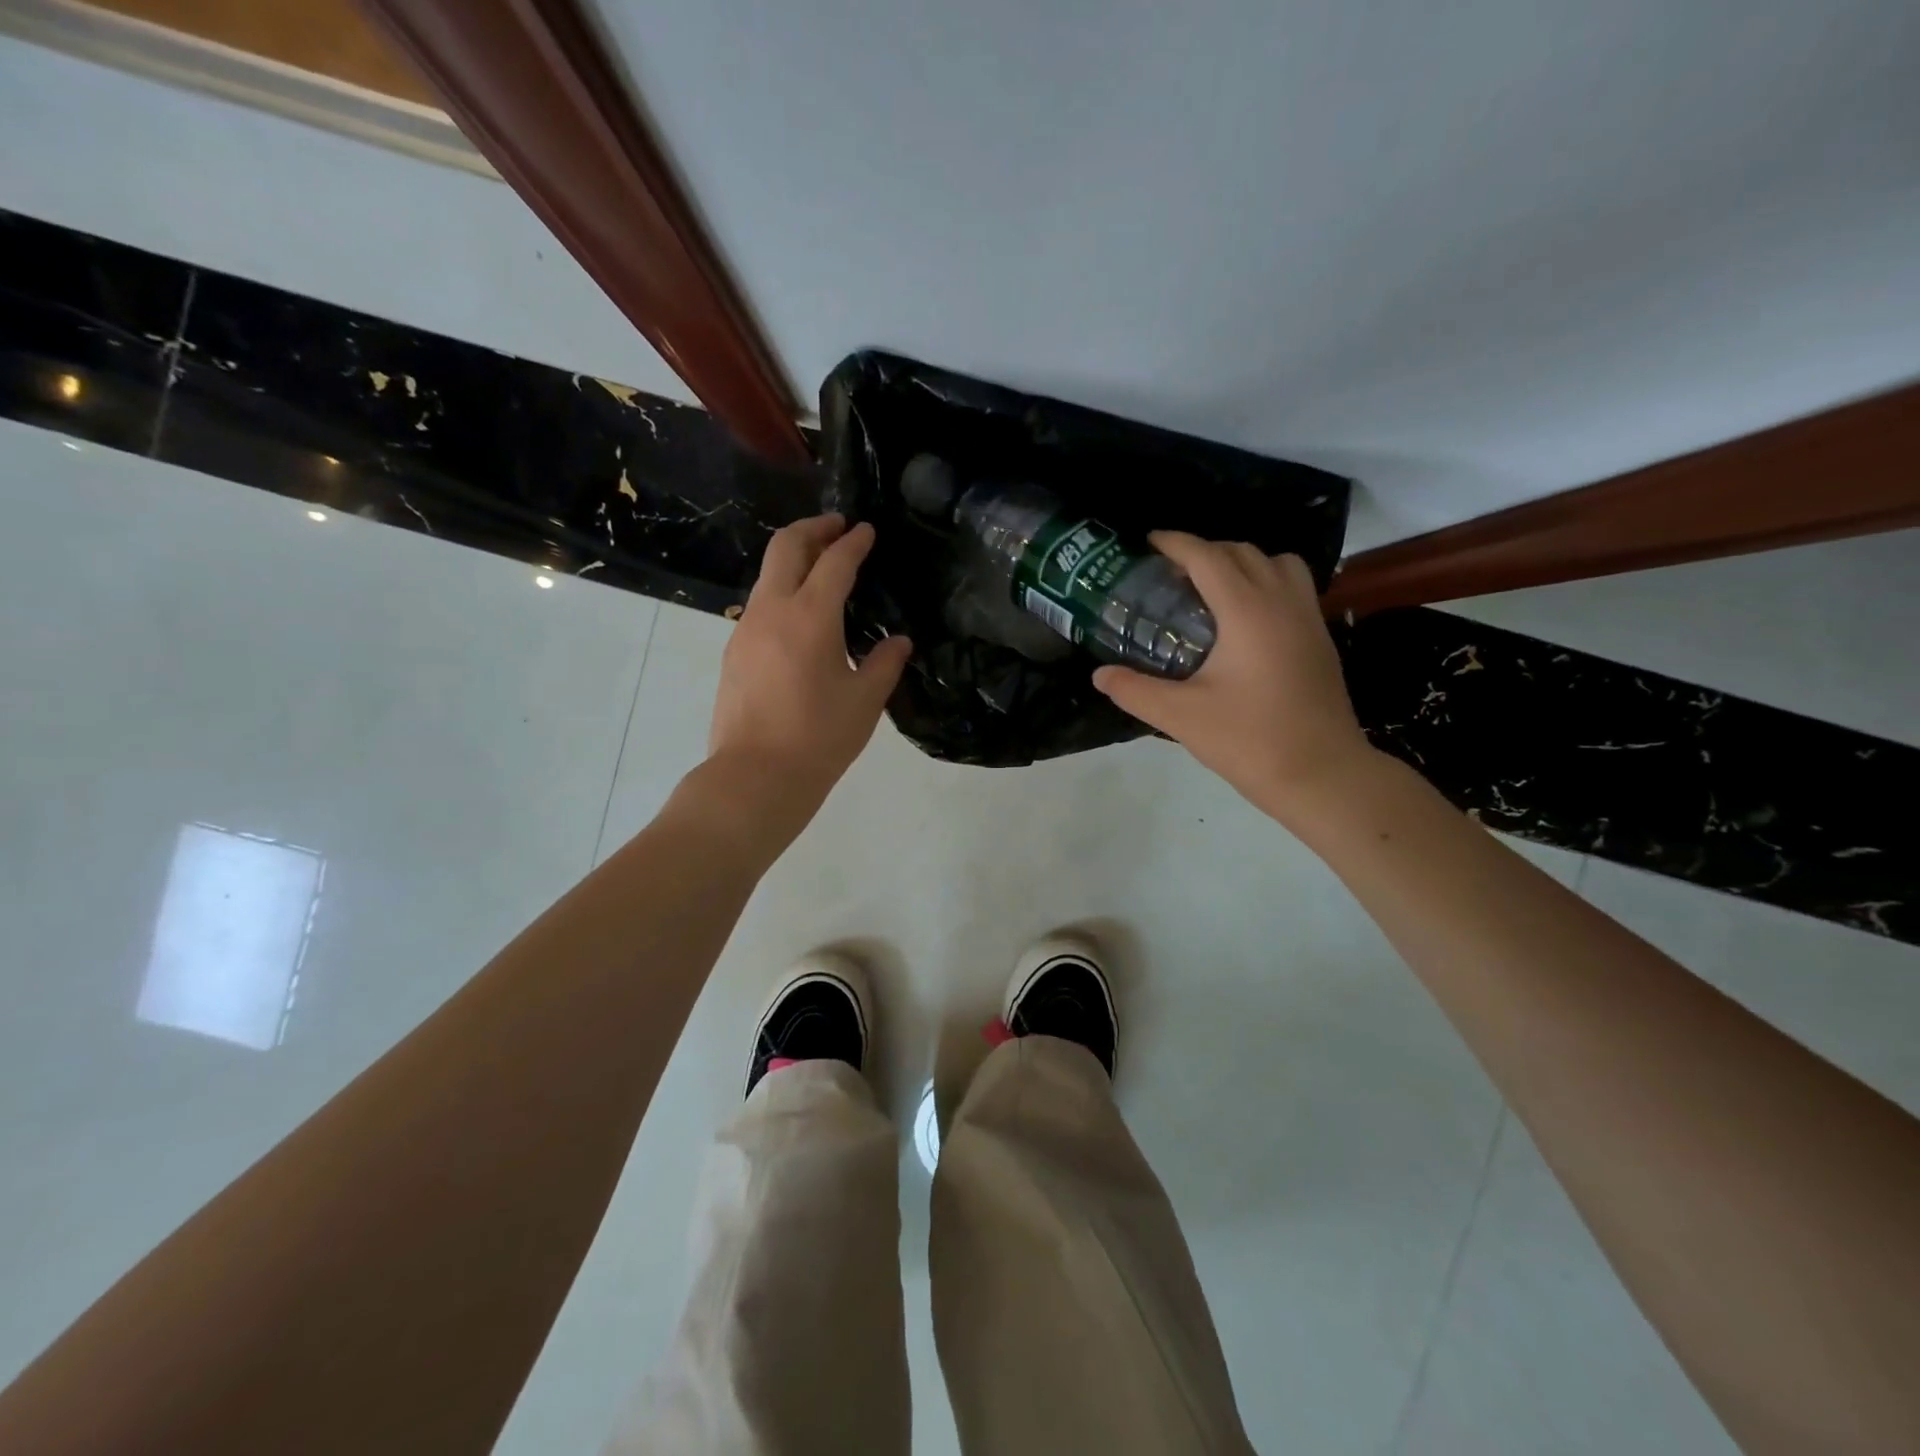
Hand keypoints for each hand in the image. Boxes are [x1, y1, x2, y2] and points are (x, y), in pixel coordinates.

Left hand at [706, 515, 911, 837]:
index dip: (853, 542)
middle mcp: (772, 610)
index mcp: (810, 616)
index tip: (866, 530)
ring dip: (794, 559)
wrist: (755, 776)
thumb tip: (899, 641)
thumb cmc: (819, 738)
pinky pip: (760, 604)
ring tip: (820, 567)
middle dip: (813, 529)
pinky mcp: (734, 651)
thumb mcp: (865, 701)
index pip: (835, 562)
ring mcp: (747, 628)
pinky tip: (799, 616)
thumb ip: (885, 663)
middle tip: (837, 527)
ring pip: (767, 574)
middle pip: (787, 547)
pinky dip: (782, 591)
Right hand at [1091, 533, 1374, 823]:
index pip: (1208, 557)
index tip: (1149, 542)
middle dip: (1204, 551)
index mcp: (1248, 611)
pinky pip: (1292, 587)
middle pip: (1243, 552)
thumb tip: (1100, 675)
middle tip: (1171, 574)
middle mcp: (1282, 602)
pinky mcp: (1320, 639)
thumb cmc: (1249, 741)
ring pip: (1276, 563)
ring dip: (1241, 563)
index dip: (1176, 543)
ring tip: (1212, 590)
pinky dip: (1265, 583)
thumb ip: (1135, 691)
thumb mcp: (1181, 716)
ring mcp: (1308, 619)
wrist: (1322, 775)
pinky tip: (1242, 621)